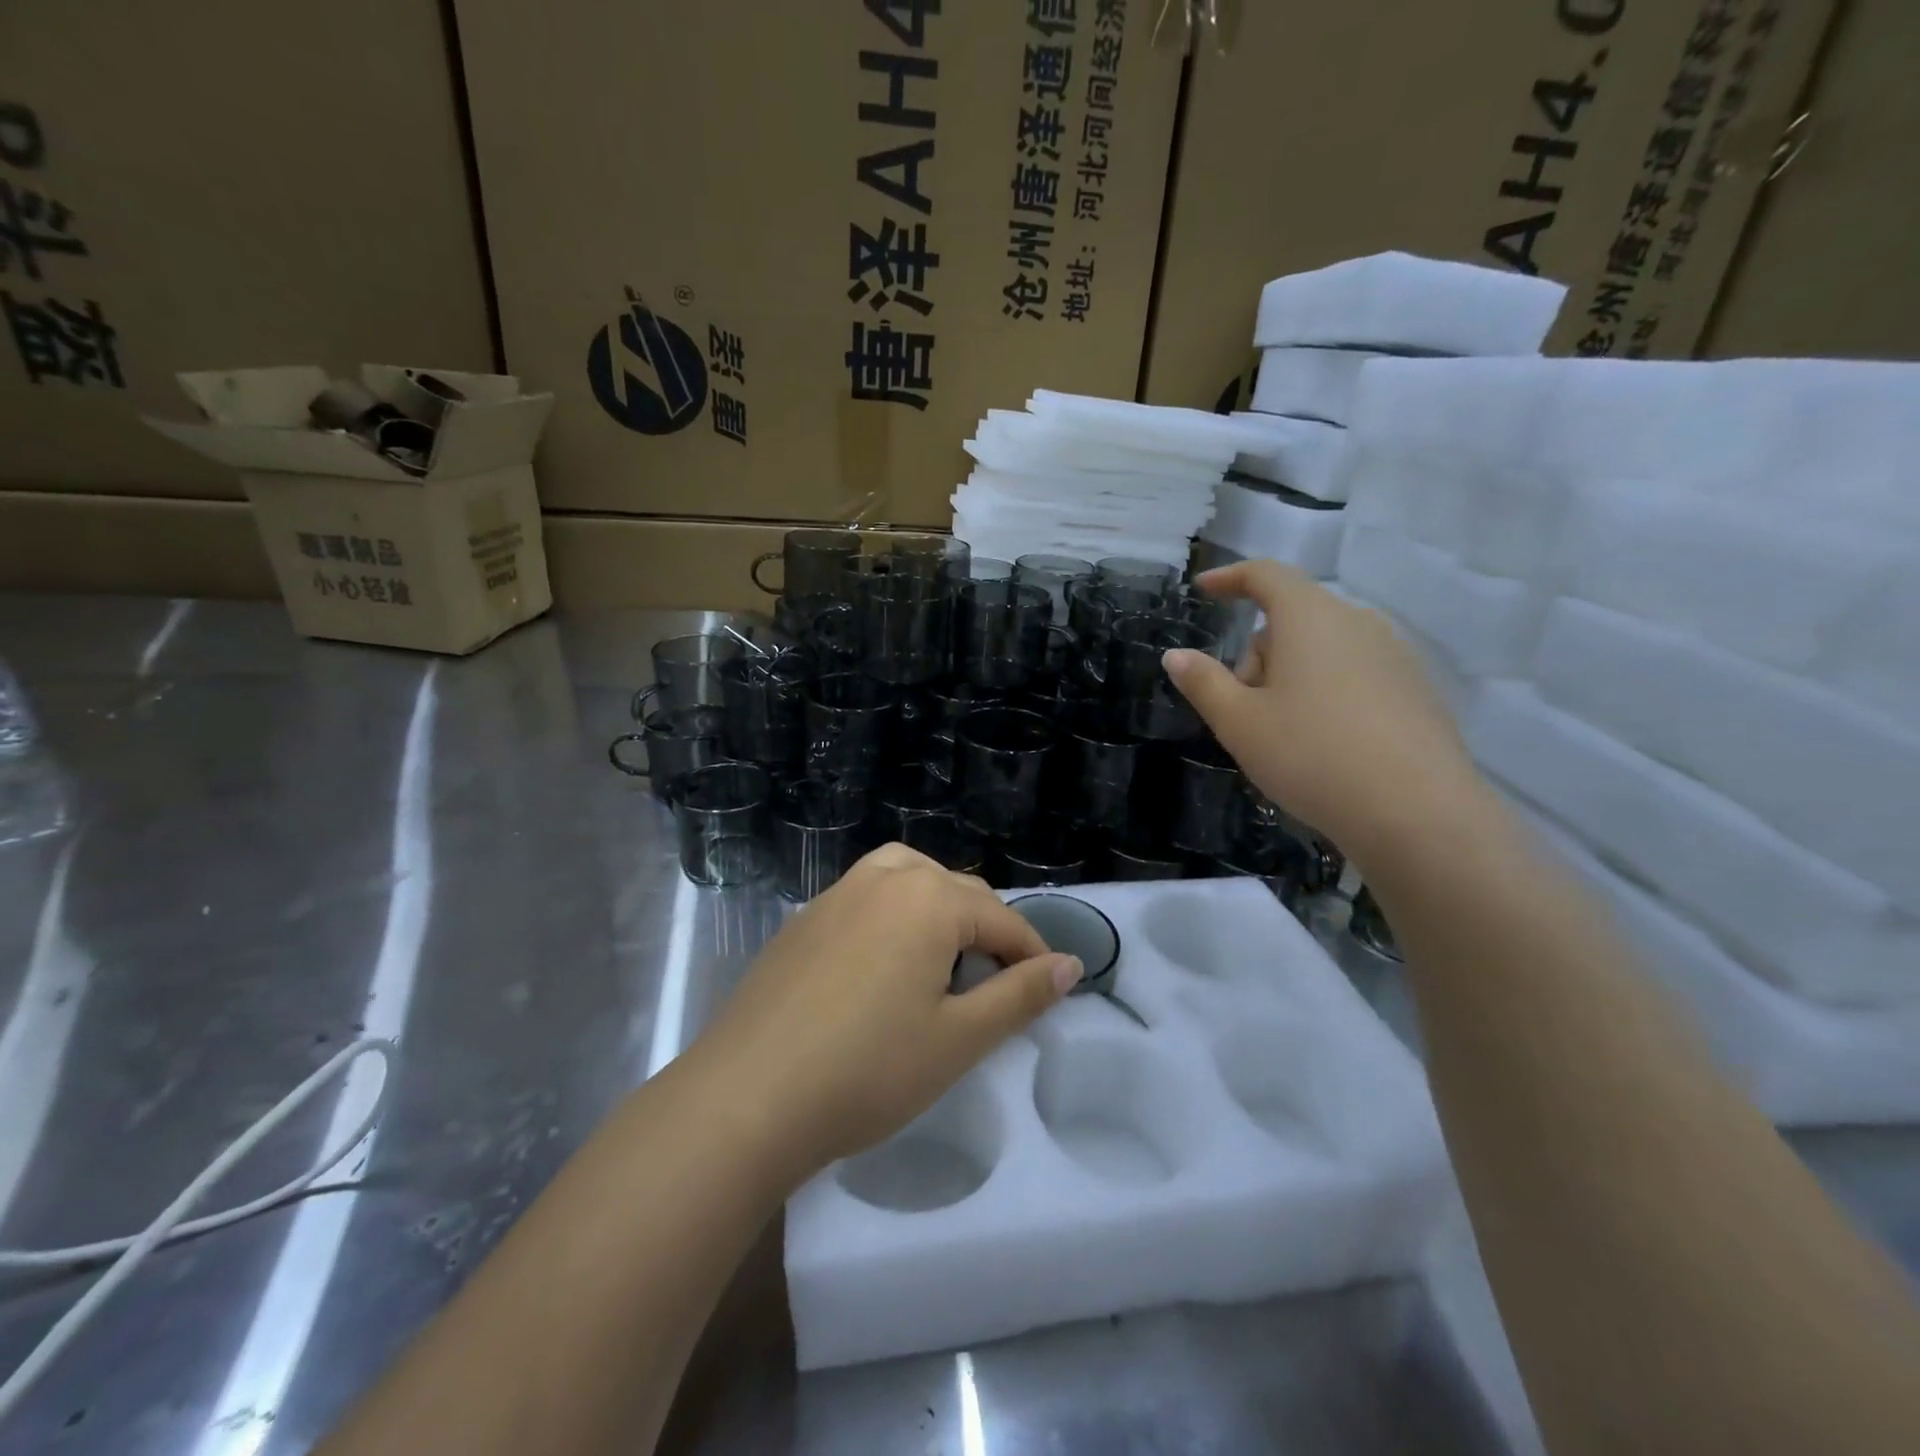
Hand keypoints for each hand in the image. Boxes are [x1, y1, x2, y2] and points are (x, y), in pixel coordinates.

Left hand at [690, 845, 1081, 1185]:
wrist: (746, 1098)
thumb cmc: (867, 1071)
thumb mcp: (959, 1040)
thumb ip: (1020, 996)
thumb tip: (1071, 965)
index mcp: (928, 899)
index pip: (1002, 920)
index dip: (1032, 955)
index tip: (1048, 991)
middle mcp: (884, 878)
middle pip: (957, 890)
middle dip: (987, 932)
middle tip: (995, 988)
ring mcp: (836, 894)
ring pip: (908, 878)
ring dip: (938, 908)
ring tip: (943, 959)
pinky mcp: (803, 918)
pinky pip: (866, 896)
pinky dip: (893, 914)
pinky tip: (882, 965)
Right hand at [1163, 560, 1480, 866]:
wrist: (1417, 813)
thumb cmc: (1311, 755)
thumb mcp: (1239, 723)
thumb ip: (1203, 682)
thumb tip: (1176, 655)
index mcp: (1311, 618)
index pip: (1266, 575)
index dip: (1230, 578)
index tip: (1203, 590)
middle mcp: (1357, 622)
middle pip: (1292, 620)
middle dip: (1257, 655)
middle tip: (1242, 711)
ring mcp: (1394, 655)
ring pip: (1323, 649)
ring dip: (1291, 676)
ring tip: (1283, 735)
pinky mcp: (1416, 689)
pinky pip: (1354, 673)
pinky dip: (1327, 693)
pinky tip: (1325, 745)